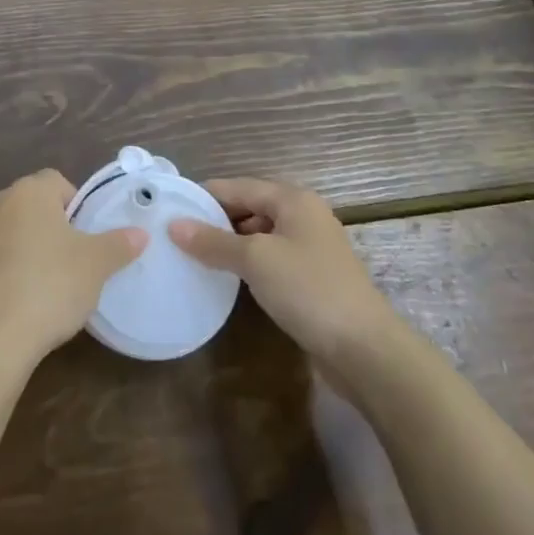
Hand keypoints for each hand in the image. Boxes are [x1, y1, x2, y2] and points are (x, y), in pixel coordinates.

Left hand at [0, 170, 146, 363]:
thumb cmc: (50, 286)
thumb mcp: (96, 265)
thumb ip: (119, 244)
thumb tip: (140, 233)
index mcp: (29, 192)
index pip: (58, 182)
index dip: (77, 206)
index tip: (87, 237)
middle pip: (32, 206)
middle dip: (51, 228)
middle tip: (72, 260)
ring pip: (10, 233)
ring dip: (26, 249)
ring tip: (46, 285)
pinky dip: (5, 272)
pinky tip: (19, 302)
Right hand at [168, 178, 394, 363]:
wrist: (364, 348)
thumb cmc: (308, 289)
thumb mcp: (255, 260)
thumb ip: (214, 241)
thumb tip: (174, 225)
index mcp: (293, 199)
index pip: (238, 186)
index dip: (204, 196)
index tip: (169, 208)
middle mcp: (304, 215)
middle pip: (250, 207)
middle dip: (216, 219)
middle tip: (177, 235)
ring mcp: (311, 247)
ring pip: (260, 234)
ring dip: (231, 243)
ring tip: (194, 256)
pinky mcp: (313, 276)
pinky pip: (271, 258)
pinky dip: (249, 263)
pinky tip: (228, 278)